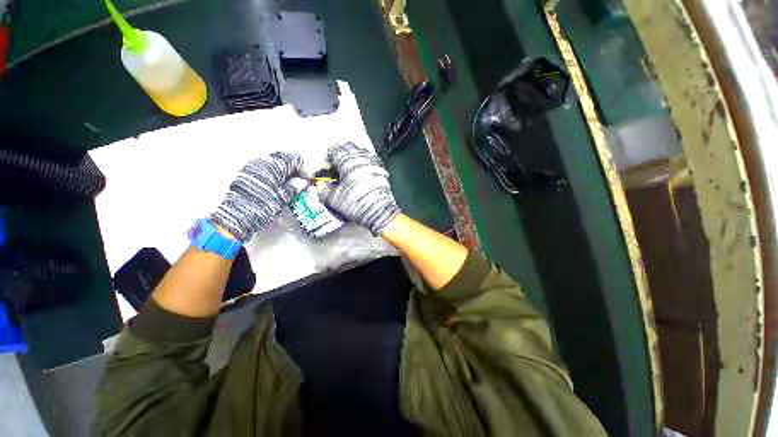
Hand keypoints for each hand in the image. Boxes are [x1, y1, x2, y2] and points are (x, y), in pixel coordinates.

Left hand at [210, 152, 304, 240]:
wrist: (236, 218)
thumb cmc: (259, 209)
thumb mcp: (281, 200)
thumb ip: (293, 188)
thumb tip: (301, 183)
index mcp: (274, 165)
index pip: (294, 160)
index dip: (303, 169)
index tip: (306, 179)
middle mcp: (262, 161)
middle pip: (282, 159)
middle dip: (291, 169)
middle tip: (297, 181)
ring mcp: (252, 167)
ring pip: (271, 164)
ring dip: (280, 172)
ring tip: (285, 186)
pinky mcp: (245, 174)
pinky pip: (261, 169)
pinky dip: (270, 175)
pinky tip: (271, 187)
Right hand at [319, 143, 399, 233]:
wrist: (379, 212)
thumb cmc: (355, 204)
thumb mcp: (334, 200)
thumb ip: (324, 190)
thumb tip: (321, 185)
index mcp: (347, 162)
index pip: (335, 151)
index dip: (328, 156)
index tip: (326, 163)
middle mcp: (360, 158)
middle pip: (349, 147)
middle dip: (341, 153)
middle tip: (336, 164)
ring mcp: (372, 162)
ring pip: (360, 152)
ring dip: (353, 156)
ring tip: (348, 167)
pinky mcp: (381, 169)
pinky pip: (370, 159)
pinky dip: (363, 162)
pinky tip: (361, 171)